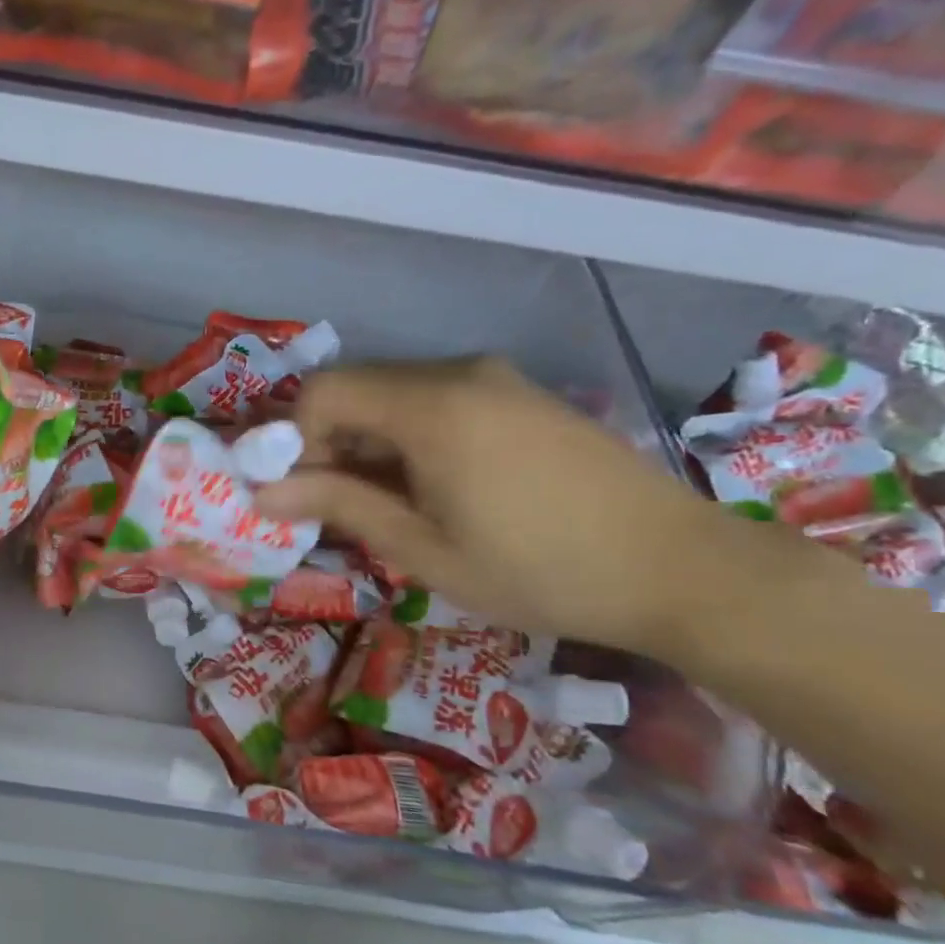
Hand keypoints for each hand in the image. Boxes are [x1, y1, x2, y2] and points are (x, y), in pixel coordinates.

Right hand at [255, 357, 747, 654]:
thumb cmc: (540, 570)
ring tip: (389, 503)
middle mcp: (458, 373)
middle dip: (326, 442)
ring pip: (392, 393)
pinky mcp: (518, 394)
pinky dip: (406, 435)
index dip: (292, 439)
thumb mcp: (423, 549)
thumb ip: (338, 506)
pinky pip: (434, 399)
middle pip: (354, 388)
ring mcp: (494, 379)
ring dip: (366, 441)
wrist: (683, 568)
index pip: (322, 392)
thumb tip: (262, 492)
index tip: (301, 493)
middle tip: (338, 505)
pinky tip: (434, 486)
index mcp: (431, 407)